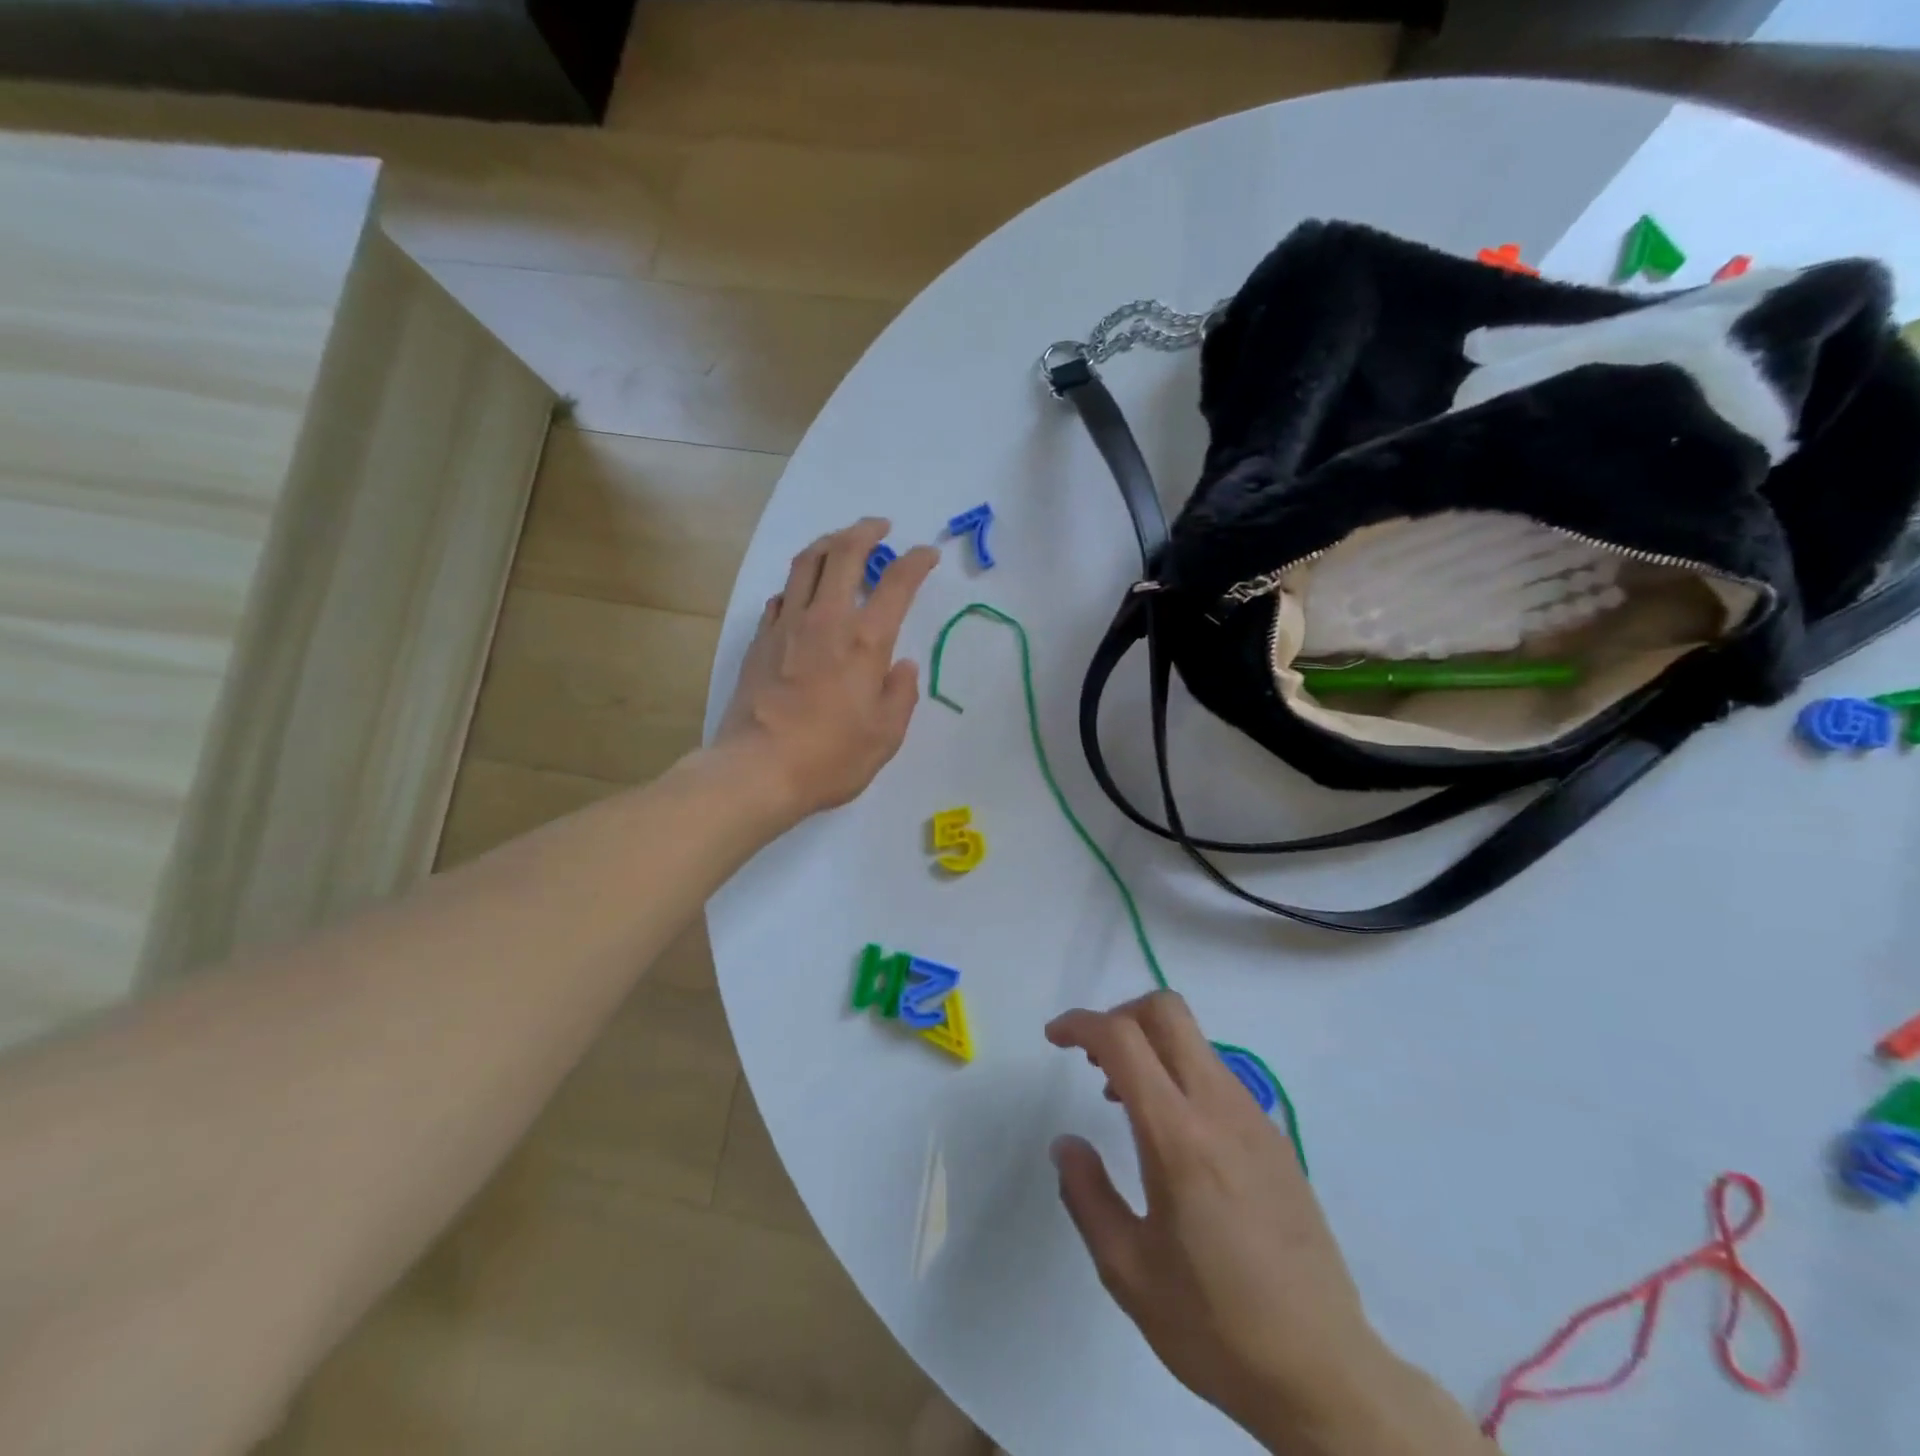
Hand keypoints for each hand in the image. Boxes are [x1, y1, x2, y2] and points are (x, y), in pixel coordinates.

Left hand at [715, 517, 937, 825]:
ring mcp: (787, 626)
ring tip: (841, 542)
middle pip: (844, 553)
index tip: (928, 554)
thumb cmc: (831, 757)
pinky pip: (782, 595)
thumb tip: (902, 666)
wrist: (757, 770)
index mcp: (865, 641)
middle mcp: (825, 620)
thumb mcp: (886, 735)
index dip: (917, 561)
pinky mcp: (760, 640)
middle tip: (880, 527)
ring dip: (828, 543)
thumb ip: (901, 694)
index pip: (897, 583)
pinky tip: (803, 592)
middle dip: (866, 531)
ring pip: (806, 563)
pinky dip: (798, 583)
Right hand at [1047, 994, 1490, 1455]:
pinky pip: (1217, 1075)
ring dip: (1150, 1046)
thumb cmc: (1215, 1325)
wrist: (1325, 1373)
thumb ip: (1087, 1195)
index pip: (1124, 1039)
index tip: (1054, 1038)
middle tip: (1092, 1058)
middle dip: (1120, 1014)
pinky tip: (1171, 1134)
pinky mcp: (1275, 1137)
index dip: (1081, 1023)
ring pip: (1194, 1040)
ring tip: (1123, 1101)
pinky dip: (1180, 1074)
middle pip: (1168, 1011)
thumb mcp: (1127, 1271)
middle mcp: (1220, 1109)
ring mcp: (1255, 1118)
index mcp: (1178, 1137)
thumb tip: (1066, 1143)